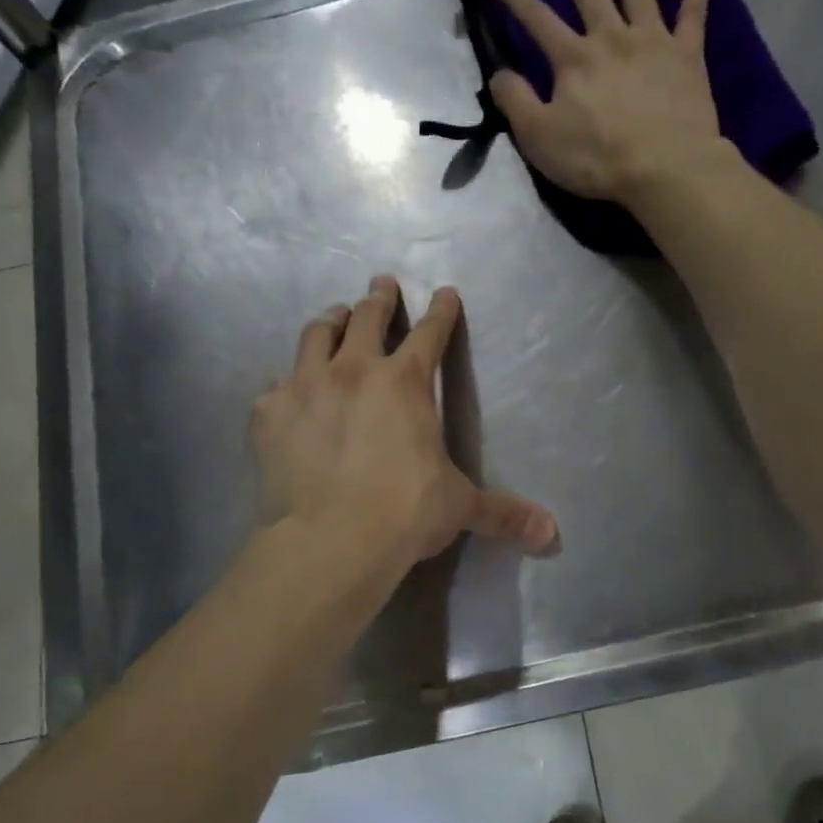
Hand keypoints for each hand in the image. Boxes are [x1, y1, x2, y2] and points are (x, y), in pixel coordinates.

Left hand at [251, 275, 560, 569]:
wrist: (330, 539)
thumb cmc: (404, 514)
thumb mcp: (460, 507)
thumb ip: (504, 514)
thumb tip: (553, 537)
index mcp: (406, 383)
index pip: (431, 333)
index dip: (441, 311)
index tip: (444, 292)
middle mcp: (355, 370)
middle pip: (368, 317)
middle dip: (379, 297)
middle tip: (381, 283)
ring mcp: (306, 386)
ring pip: (316, 334)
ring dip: (330, 320)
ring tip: (334, 315)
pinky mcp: (269, 412)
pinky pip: (274, 384)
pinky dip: (285, 381)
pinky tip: (284, 388)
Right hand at [490, 0, 721, 204]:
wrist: (665, 167)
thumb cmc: (597, 158)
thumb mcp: (540, 137)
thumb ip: (516, 102)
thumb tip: (498, 74)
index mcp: (574, 59)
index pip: (538, 20)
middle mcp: (612, 38)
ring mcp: (653, 41)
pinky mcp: (687, 55)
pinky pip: (693, 13)